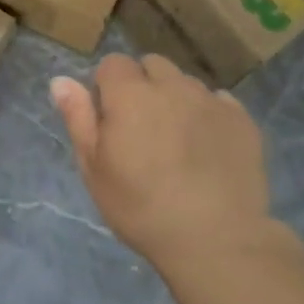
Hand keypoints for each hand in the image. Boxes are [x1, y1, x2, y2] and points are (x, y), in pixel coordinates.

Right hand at [50, 54, 270, 273]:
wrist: (216, 239)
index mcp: (131, 94)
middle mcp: (172, 86)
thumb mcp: (95, 169)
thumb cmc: (142, 208)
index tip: (110, 120)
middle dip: (143, 85)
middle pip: (152, 65)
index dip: (107, 87)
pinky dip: (208, 115)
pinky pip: (219, 101)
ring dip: (176, 99)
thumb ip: (78, 118)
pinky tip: (207, 148)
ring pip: (186, 83)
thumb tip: (61, 80)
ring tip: (177, 141)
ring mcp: (211, 100)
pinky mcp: (242, 120)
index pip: (113, 63)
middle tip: (143, 128)